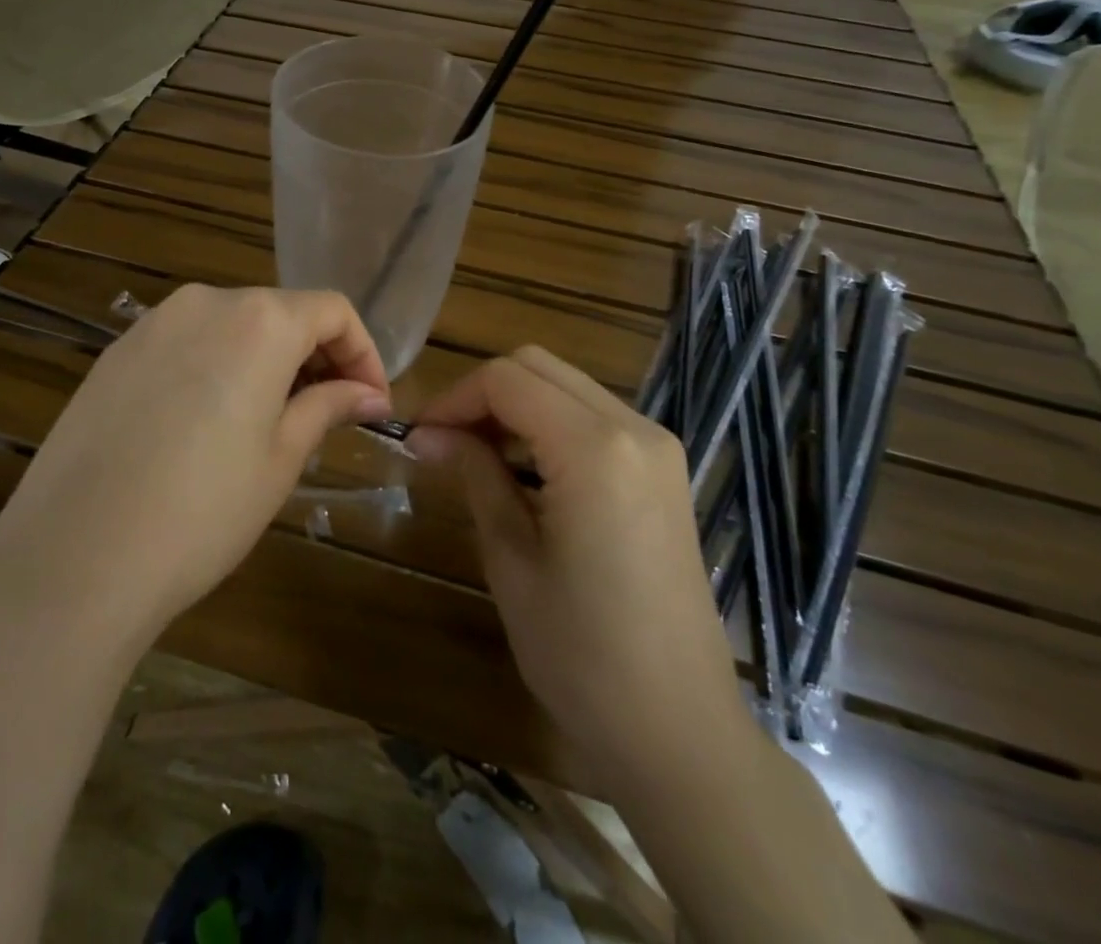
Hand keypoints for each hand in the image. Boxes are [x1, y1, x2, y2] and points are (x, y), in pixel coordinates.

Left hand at [0, 285, 390, 647]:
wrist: (74, 558)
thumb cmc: (202, 510)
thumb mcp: (280, 458)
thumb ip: (328, 407)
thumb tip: (369, 394)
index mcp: (258, 319)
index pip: (332, 310)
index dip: (363, 353)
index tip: (372, 403)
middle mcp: (204, 303)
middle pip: (280, 312)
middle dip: (315, 357)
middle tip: (327, 416)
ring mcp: (152, 324)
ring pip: (231, 325)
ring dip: (266, 361)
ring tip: (269, 422)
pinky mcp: (115, 352)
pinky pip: (186, 343)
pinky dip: (216, 366)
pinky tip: (206, 423)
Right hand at [406, 347, 743, 772]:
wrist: (681, 733)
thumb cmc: (583, 655)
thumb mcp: (511, 560)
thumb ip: (474, 475)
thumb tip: (428, 434)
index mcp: (595, 448)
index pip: (507, 380)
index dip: (453, 398)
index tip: (419, 437)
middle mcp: (634, 428)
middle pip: (538, 367)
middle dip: (482, 393)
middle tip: (444, 443)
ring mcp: (657, 447)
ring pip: (567, 386)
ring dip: (515, 406)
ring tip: (475, 457)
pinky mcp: (664, 471)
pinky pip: (594, 417)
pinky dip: (549, 424)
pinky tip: (525, 471)